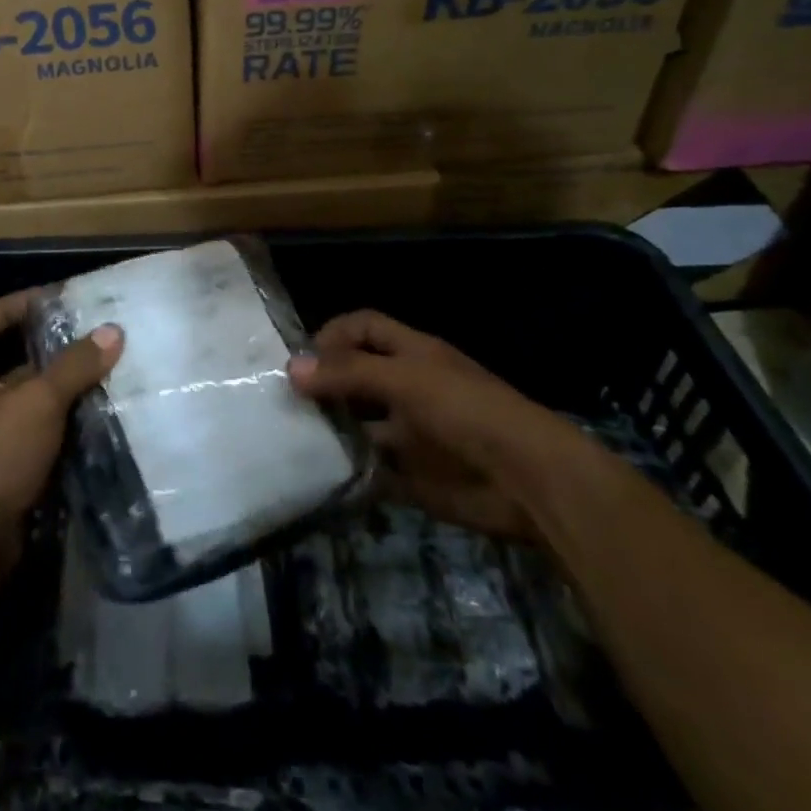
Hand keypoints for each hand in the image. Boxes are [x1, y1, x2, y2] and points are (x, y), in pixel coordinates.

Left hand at [0, 289, 122, 570]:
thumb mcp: (36, 401)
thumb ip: (74, 366)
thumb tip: (113, 331)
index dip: (11, 306)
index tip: (49, 299)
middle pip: (9, 363)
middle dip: (47, 350)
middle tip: (89, 335)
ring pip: (28, 402)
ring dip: (60, 389)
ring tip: (103, 370)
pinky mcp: (7, 472)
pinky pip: (39, 436)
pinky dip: (64, 425)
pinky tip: (98, 416)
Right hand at [288, 310, 588, 543]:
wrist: (529, 482)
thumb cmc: (466, 411)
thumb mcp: (405, 379)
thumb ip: (348, 373)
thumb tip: (291, 368)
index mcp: (412, 354)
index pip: (363, 328)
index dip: (332, 334)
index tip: (300, 359)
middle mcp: (408, 388)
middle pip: (356, 376)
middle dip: (323, 384)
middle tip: (282, 400)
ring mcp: (411, 433)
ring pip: (360, 425)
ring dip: (332, 430)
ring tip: (291, 437)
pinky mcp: (415, 476)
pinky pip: (373, 471)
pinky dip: (351, 473)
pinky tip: (321, 476)